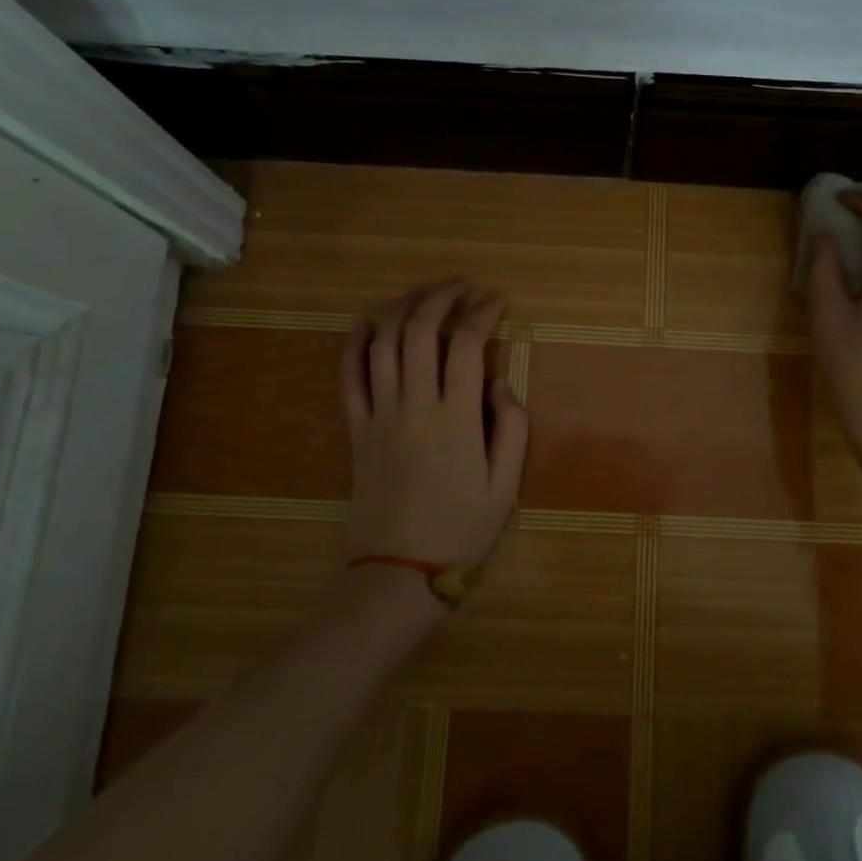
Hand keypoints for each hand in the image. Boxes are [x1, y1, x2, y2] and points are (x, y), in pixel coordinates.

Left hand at [340, 281, 530, 591]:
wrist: (397, 572)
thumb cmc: (461, 530)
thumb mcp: (506, 484)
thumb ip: (512, 427)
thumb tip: (500, 380)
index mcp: (457, 418)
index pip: (467, 345)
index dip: (482, 313)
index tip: (497, 301)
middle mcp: (415, 405)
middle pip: (420, 331)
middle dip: (441, 297)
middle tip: (462, 287)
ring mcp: (379, 414)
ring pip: (382, 343)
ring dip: (402, 308)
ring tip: (423, 294)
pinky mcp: (356, 429)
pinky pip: (349, 376)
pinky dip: (356, 343)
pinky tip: (369, 322)